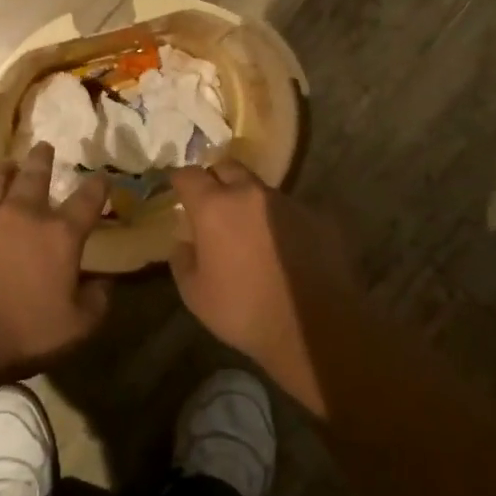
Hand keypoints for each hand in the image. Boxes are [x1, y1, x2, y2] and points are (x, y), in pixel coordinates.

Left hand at [0, 142, 109, 376]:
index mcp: (59, 235)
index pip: (86, 202)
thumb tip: (105, 284)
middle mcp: (21, 215)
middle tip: (44, 146)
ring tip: (7, 163)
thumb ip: (96, 303)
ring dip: (3, 172)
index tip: (101, 177)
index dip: (98, 187)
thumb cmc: (20, 331)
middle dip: (42, 160)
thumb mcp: (75, 328)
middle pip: (35, 177)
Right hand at [168, 161, 360, 411]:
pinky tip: (285, 250)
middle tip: (213, 204)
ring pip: (261, 190)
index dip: (180, 180)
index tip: (177, 189)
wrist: (315, 327)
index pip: (189, 174)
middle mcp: (251, 194)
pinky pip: (290, 211)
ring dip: (251, 204)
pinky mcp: (318, 216)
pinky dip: (280, 222)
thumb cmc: (244, 311)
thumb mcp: (195, 294)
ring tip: (252, 233)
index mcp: (215, 207)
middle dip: (216, 180)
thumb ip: (182, 260)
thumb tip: (184, 242)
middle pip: (228, 168)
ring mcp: (289, 202)